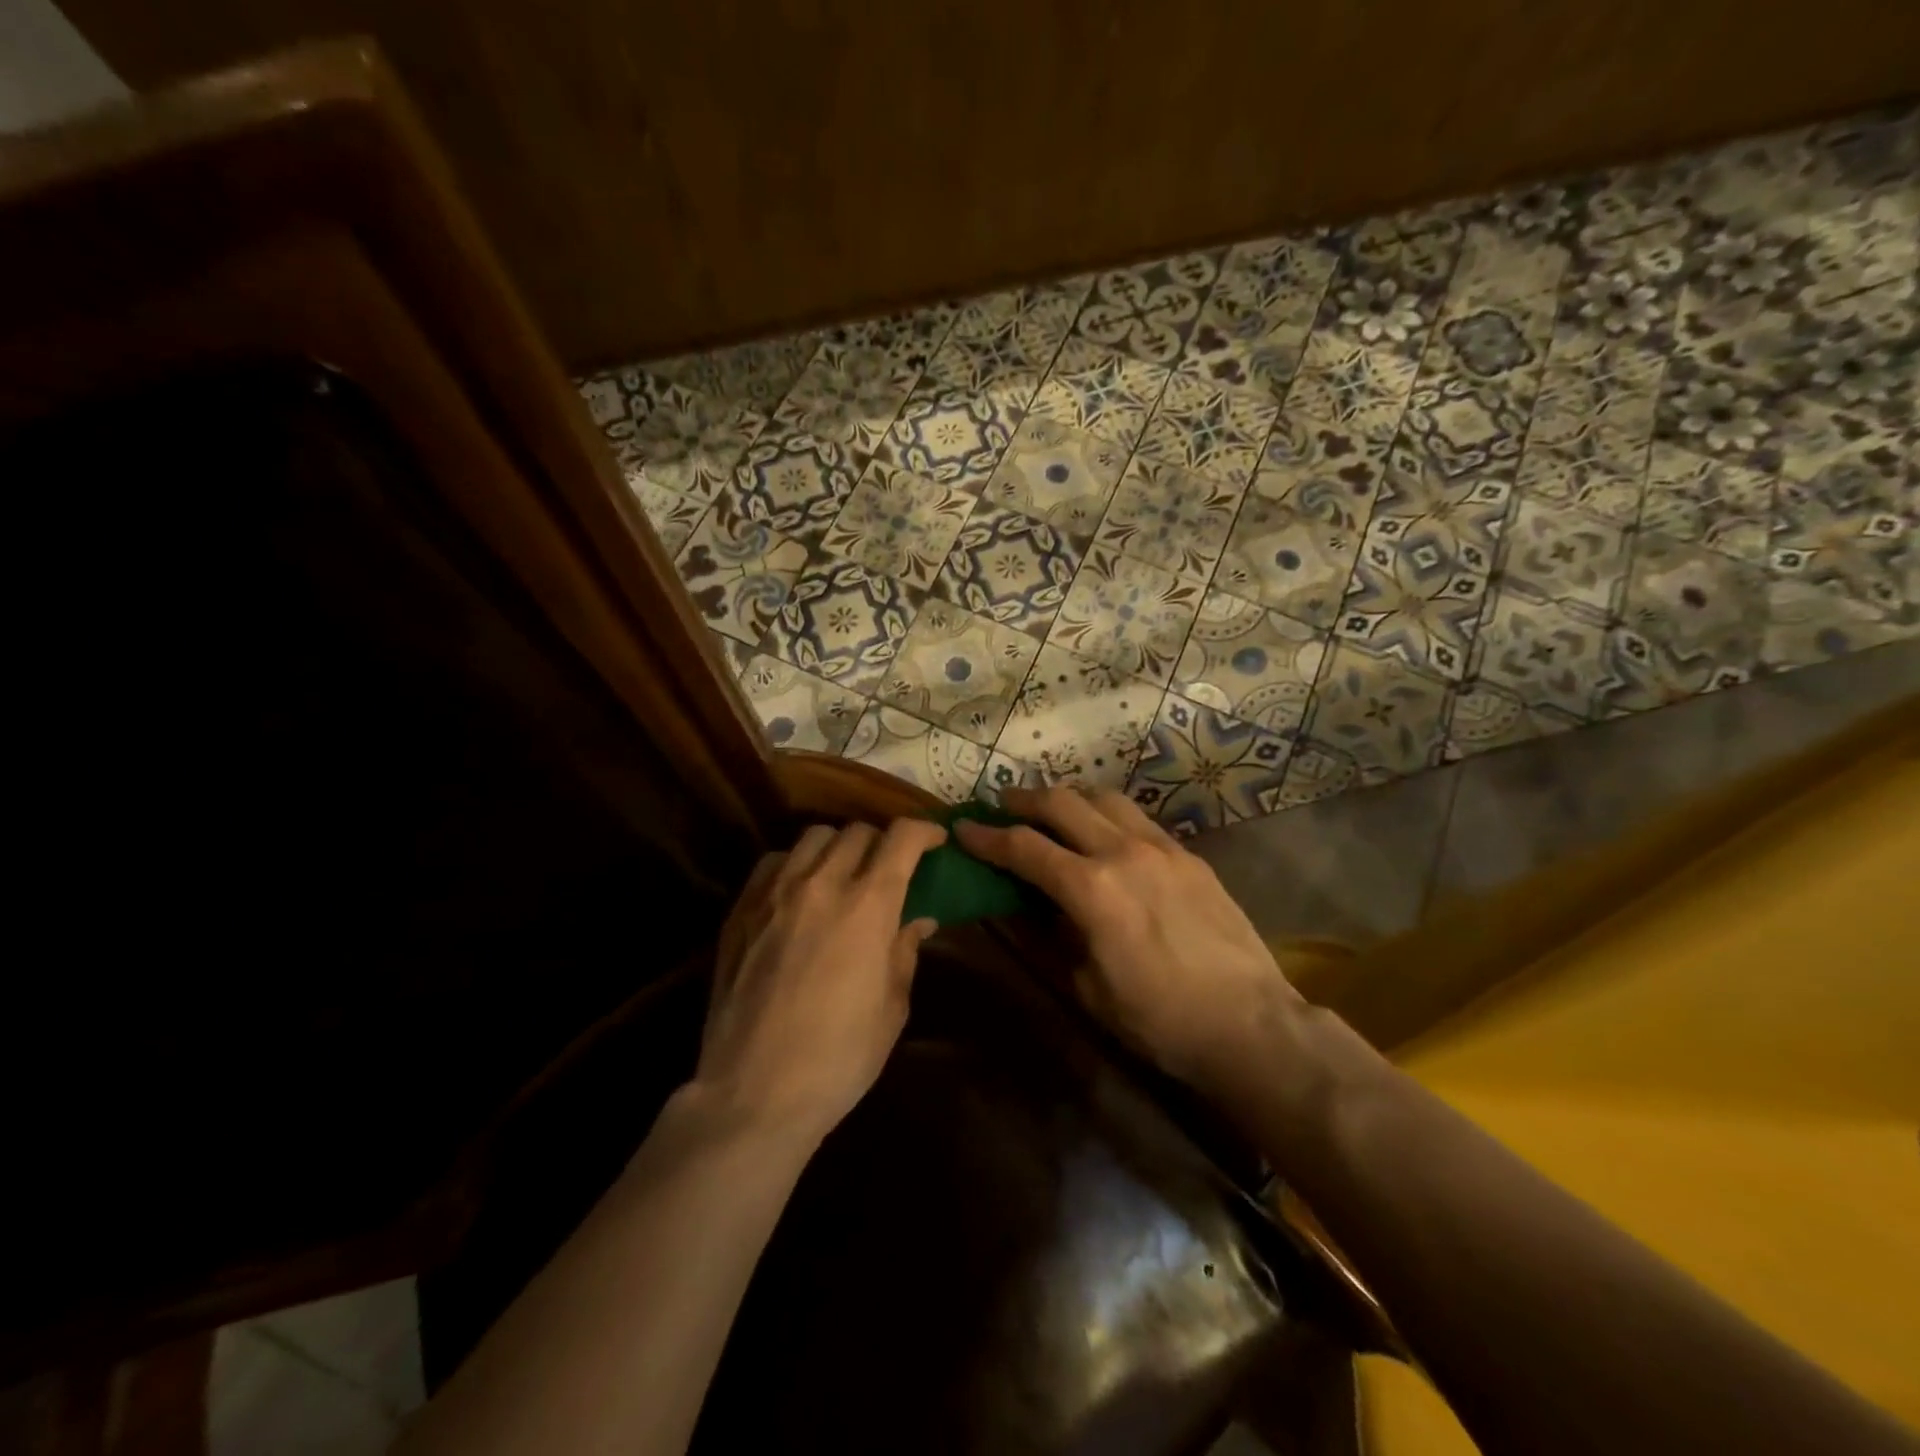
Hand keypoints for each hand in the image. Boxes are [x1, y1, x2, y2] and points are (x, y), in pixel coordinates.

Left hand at [695, 817, 947, 1143]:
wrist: (753, 1093)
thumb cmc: (838, 1058)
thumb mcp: (892, 1008)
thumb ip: (904, 951)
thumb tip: (916, 919)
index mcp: (868, 907)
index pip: (901, 838)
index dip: (924, 831)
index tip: (935, 841)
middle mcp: (821, 885)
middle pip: (858, 831)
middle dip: (883, 842)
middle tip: (889, 867)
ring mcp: (775, 892)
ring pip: (814, 837)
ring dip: (839, 846)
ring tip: (843, 873)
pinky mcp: (741, 909)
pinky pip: (774, 861)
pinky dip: (796, 863)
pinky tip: (799, 891)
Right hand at [955, 787, 1301, 1089]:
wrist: (1249, 1023)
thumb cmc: (1158, 1019)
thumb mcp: (1087, 987)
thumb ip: (1050, 935)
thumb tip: (1023, 904)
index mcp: (1091, 889)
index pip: (1024, 847)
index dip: (987, 836)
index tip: (964, 828)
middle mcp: (1122, 852)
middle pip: (1062, 803)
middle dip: (1024, 801)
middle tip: (1002, 806)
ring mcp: (1161, 847)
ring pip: (1104, 798)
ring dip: (1069, 797)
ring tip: (1053, 811)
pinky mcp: (1188, 855)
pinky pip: (1138, 818)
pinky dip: (1108, 814)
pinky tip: (1105, 833)